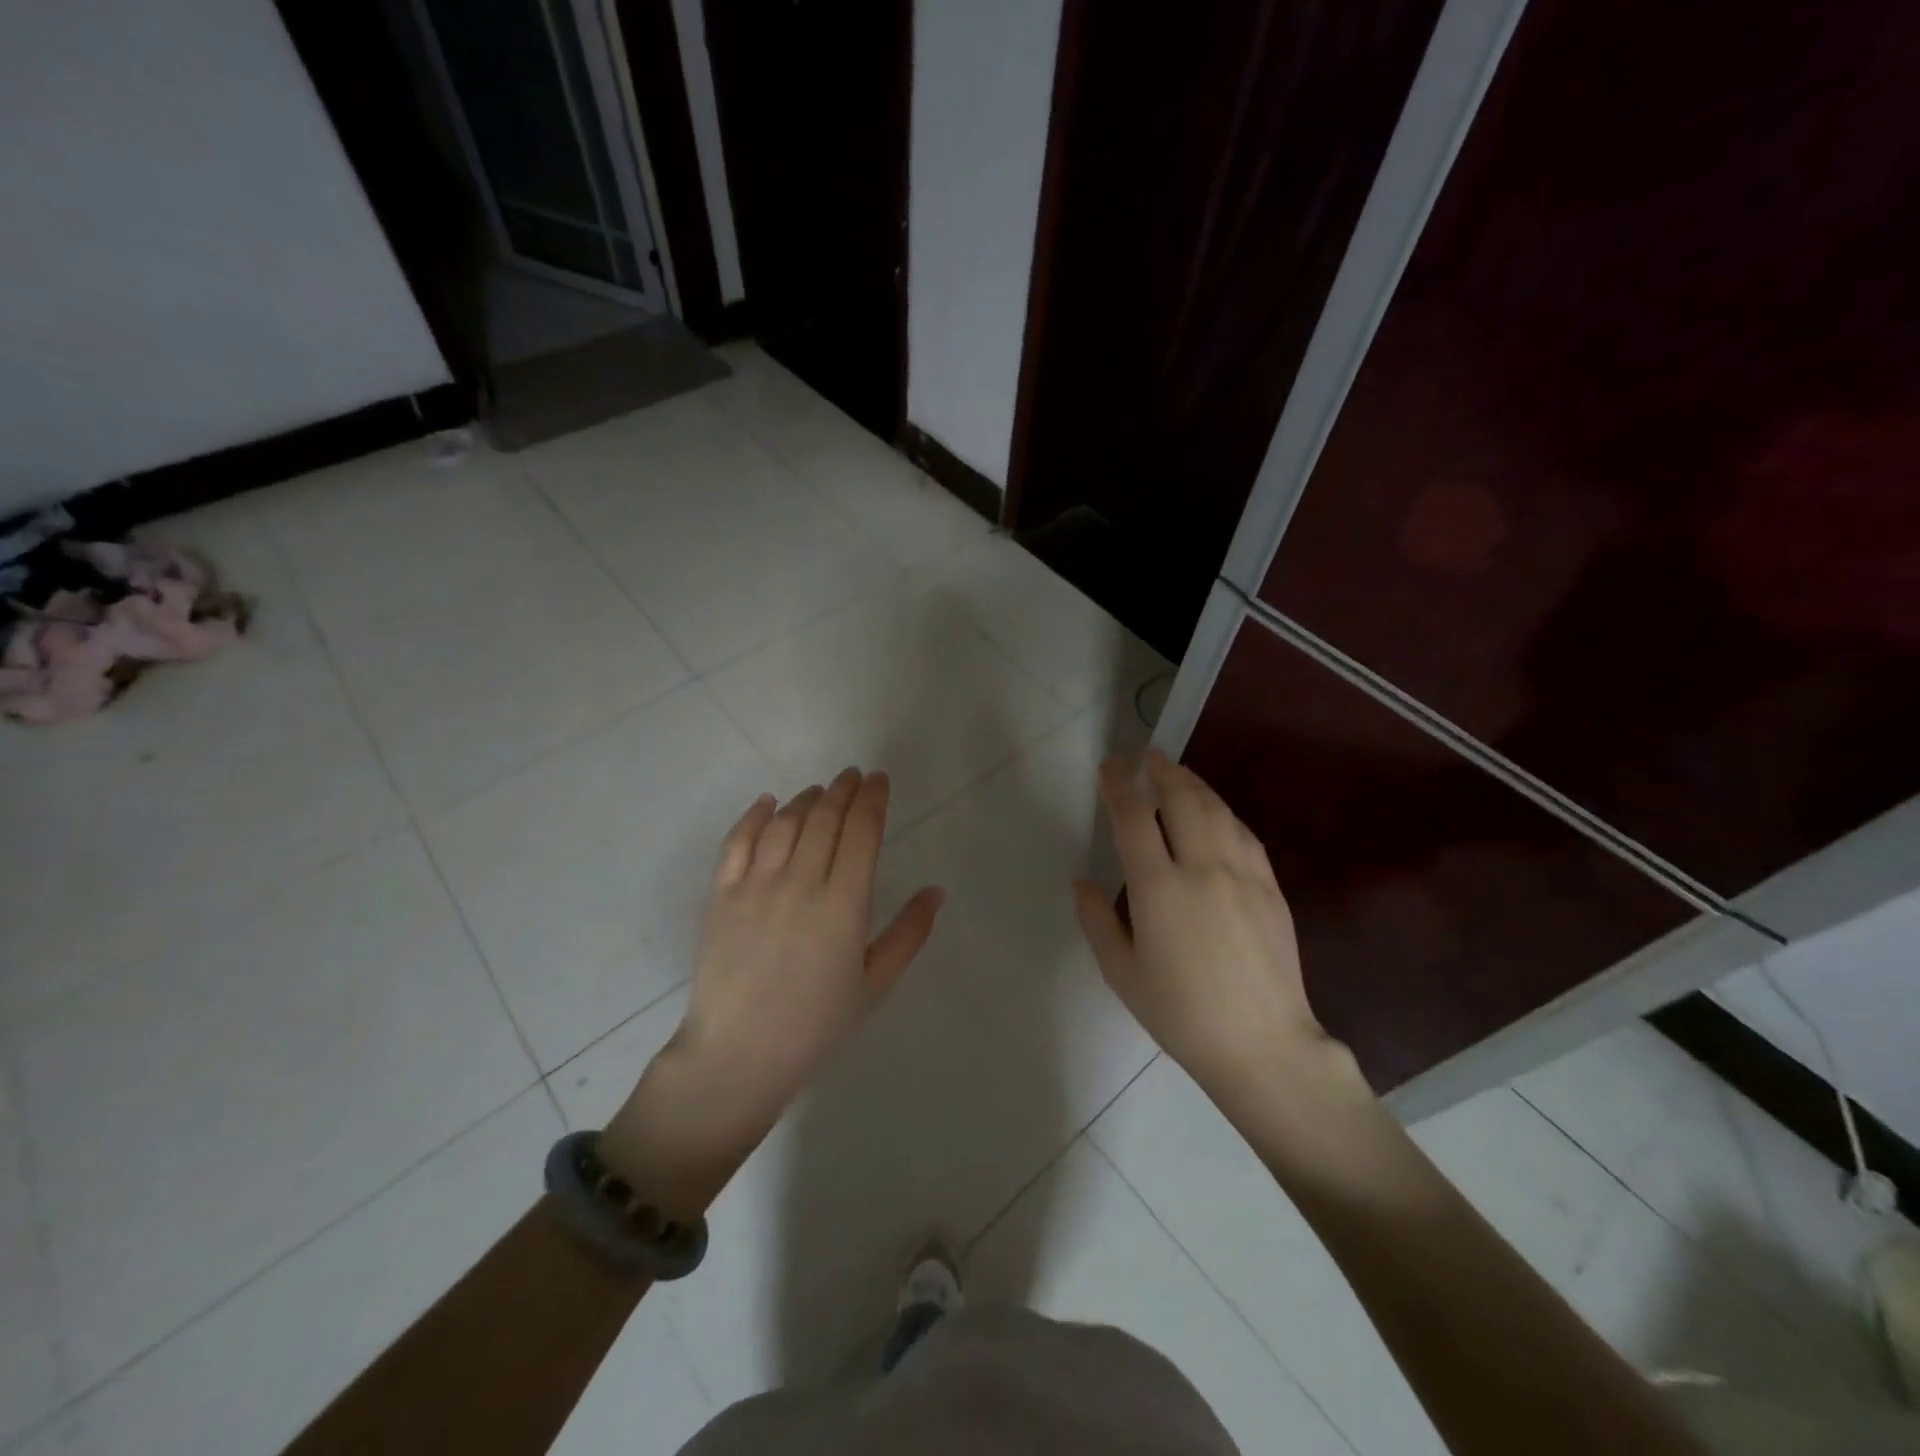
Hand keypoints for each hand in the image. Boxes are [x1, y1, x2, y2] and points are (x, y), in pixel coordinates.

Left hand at [602, 769, 942, 1213]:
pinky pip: (738, 842)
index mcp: (844, 905)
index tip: (879, 780)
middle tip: (854, 776)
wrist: (738, 1056)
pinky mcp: (722, 895)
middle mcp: (800, 883)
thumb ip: (908, 933)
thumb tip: (935, 891)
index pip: (861, 832)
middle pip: (825, 818)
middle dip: (843, 790)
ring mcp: (756, 886)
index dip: (872, 799)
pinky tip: (768, 802)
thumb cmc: (816, 1026)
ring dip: (806, 799)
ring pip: (785, 823)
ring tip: (820, 790)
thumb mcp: (875, 984)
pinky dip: (755, 816)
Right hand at [1073, 751, 1346, 1118]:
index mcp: (1160, 888)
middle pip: (1183, 800)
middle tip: (1147, 756)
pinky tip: (1217, 813)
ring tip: (1178, 774)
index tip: (1109, 768)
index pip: (1134, 818)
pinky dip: (1224, 813)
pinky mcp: (1271, 888)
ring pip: (1218, 810)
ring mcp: (1243, 875)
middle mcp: (1203, 868)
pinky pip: (1244, 834)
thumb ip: (1097, 920)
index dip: (1119, 786)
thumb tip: (1082, 881)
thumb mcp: (1122, 973)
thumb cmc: (1181, 1014)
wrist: (1263, 1045)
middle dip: (1162, 771)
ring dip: (1195, 784)